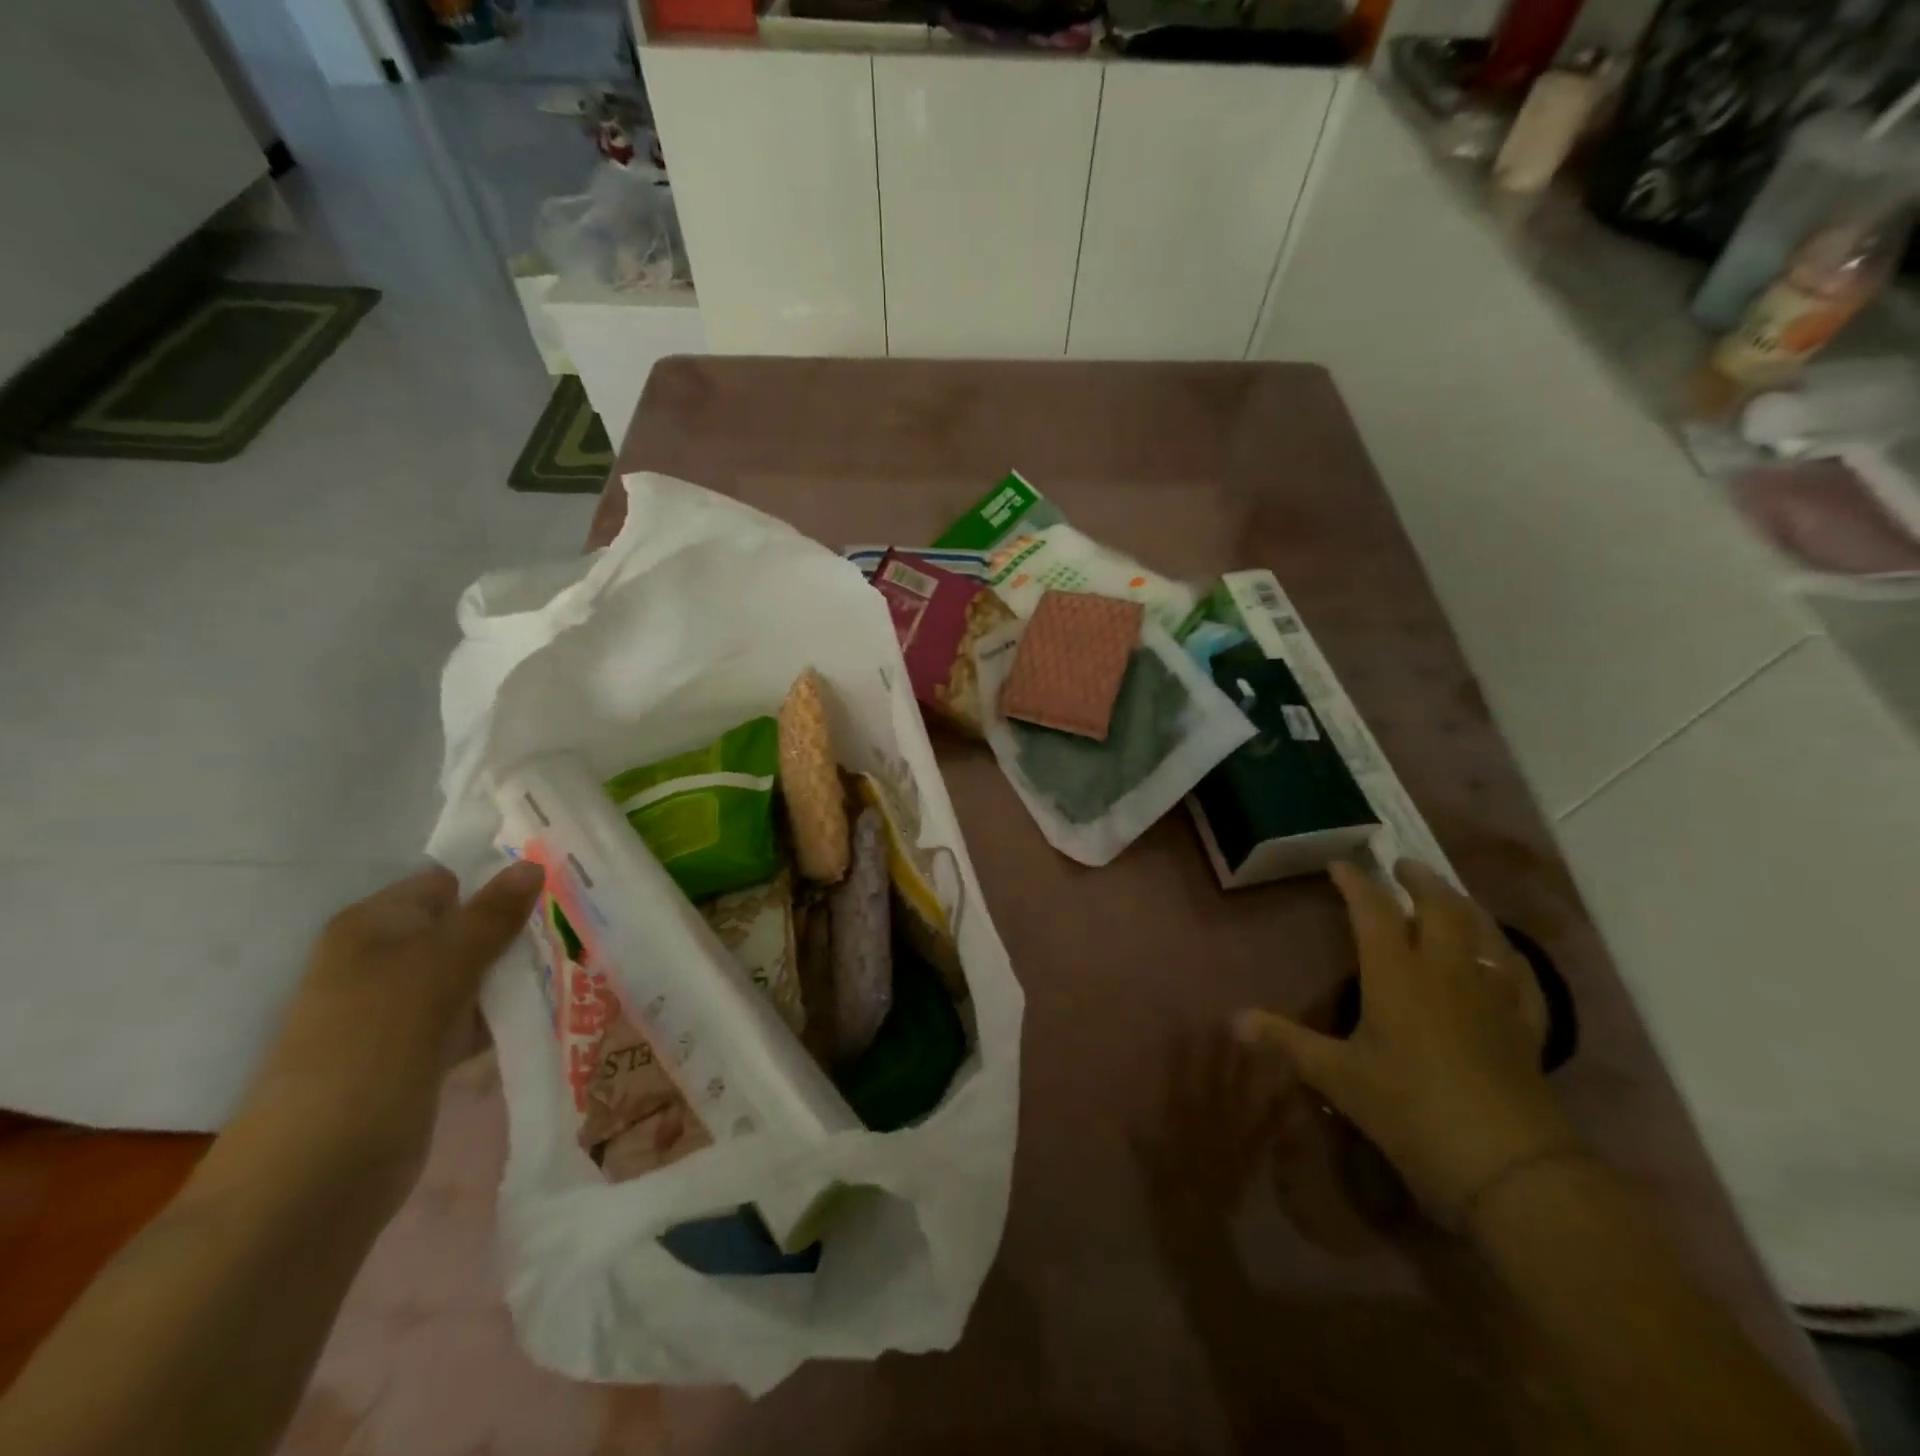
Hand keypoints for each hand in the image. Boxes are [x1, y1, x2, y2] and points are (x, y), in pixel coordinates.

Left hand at [233, 860, 545, 1209]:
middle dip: (516, 927)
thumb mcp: (441, 966)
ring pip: (472, 973)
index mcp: (373, 926)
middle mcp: (383, 960)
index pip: (446, 882)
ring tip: (576, 961)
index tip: (557, 884)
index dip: (498, 879)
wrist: (321, 1168)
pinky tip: (548, 1007)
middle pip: (463, 927)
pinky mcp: (417, 1051)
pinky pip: (471, 1015)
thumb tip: (532, 865)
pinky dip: (503, 1012)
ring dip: (515, 972)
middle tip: (577, 924)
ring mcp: (399, 1010)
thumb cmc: (376, 1044)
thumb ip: (490, 915)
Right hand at [1235, 860, 1578, 1223]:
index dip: (1356, 883)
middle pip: (1439, 908)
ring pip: (1484, 933)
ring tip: (1451, 895)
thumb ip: (1286, 1042)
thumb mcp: (1337, 1077)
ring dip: (1465, 906)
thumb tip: (1233, 1020)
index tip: (1340, 864)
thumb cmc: (1411, 1111)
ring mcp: (1492, 997)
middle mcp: (1447, 972)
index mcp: (1397, 974)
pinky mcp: (1525, 1027)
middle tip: (1403, 866)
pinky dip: (1509, 956)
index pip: (1373, 911)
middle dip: (1419, 881)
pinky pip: (1522, 977)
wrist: (1508, 1168)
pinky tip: (1505, 958)